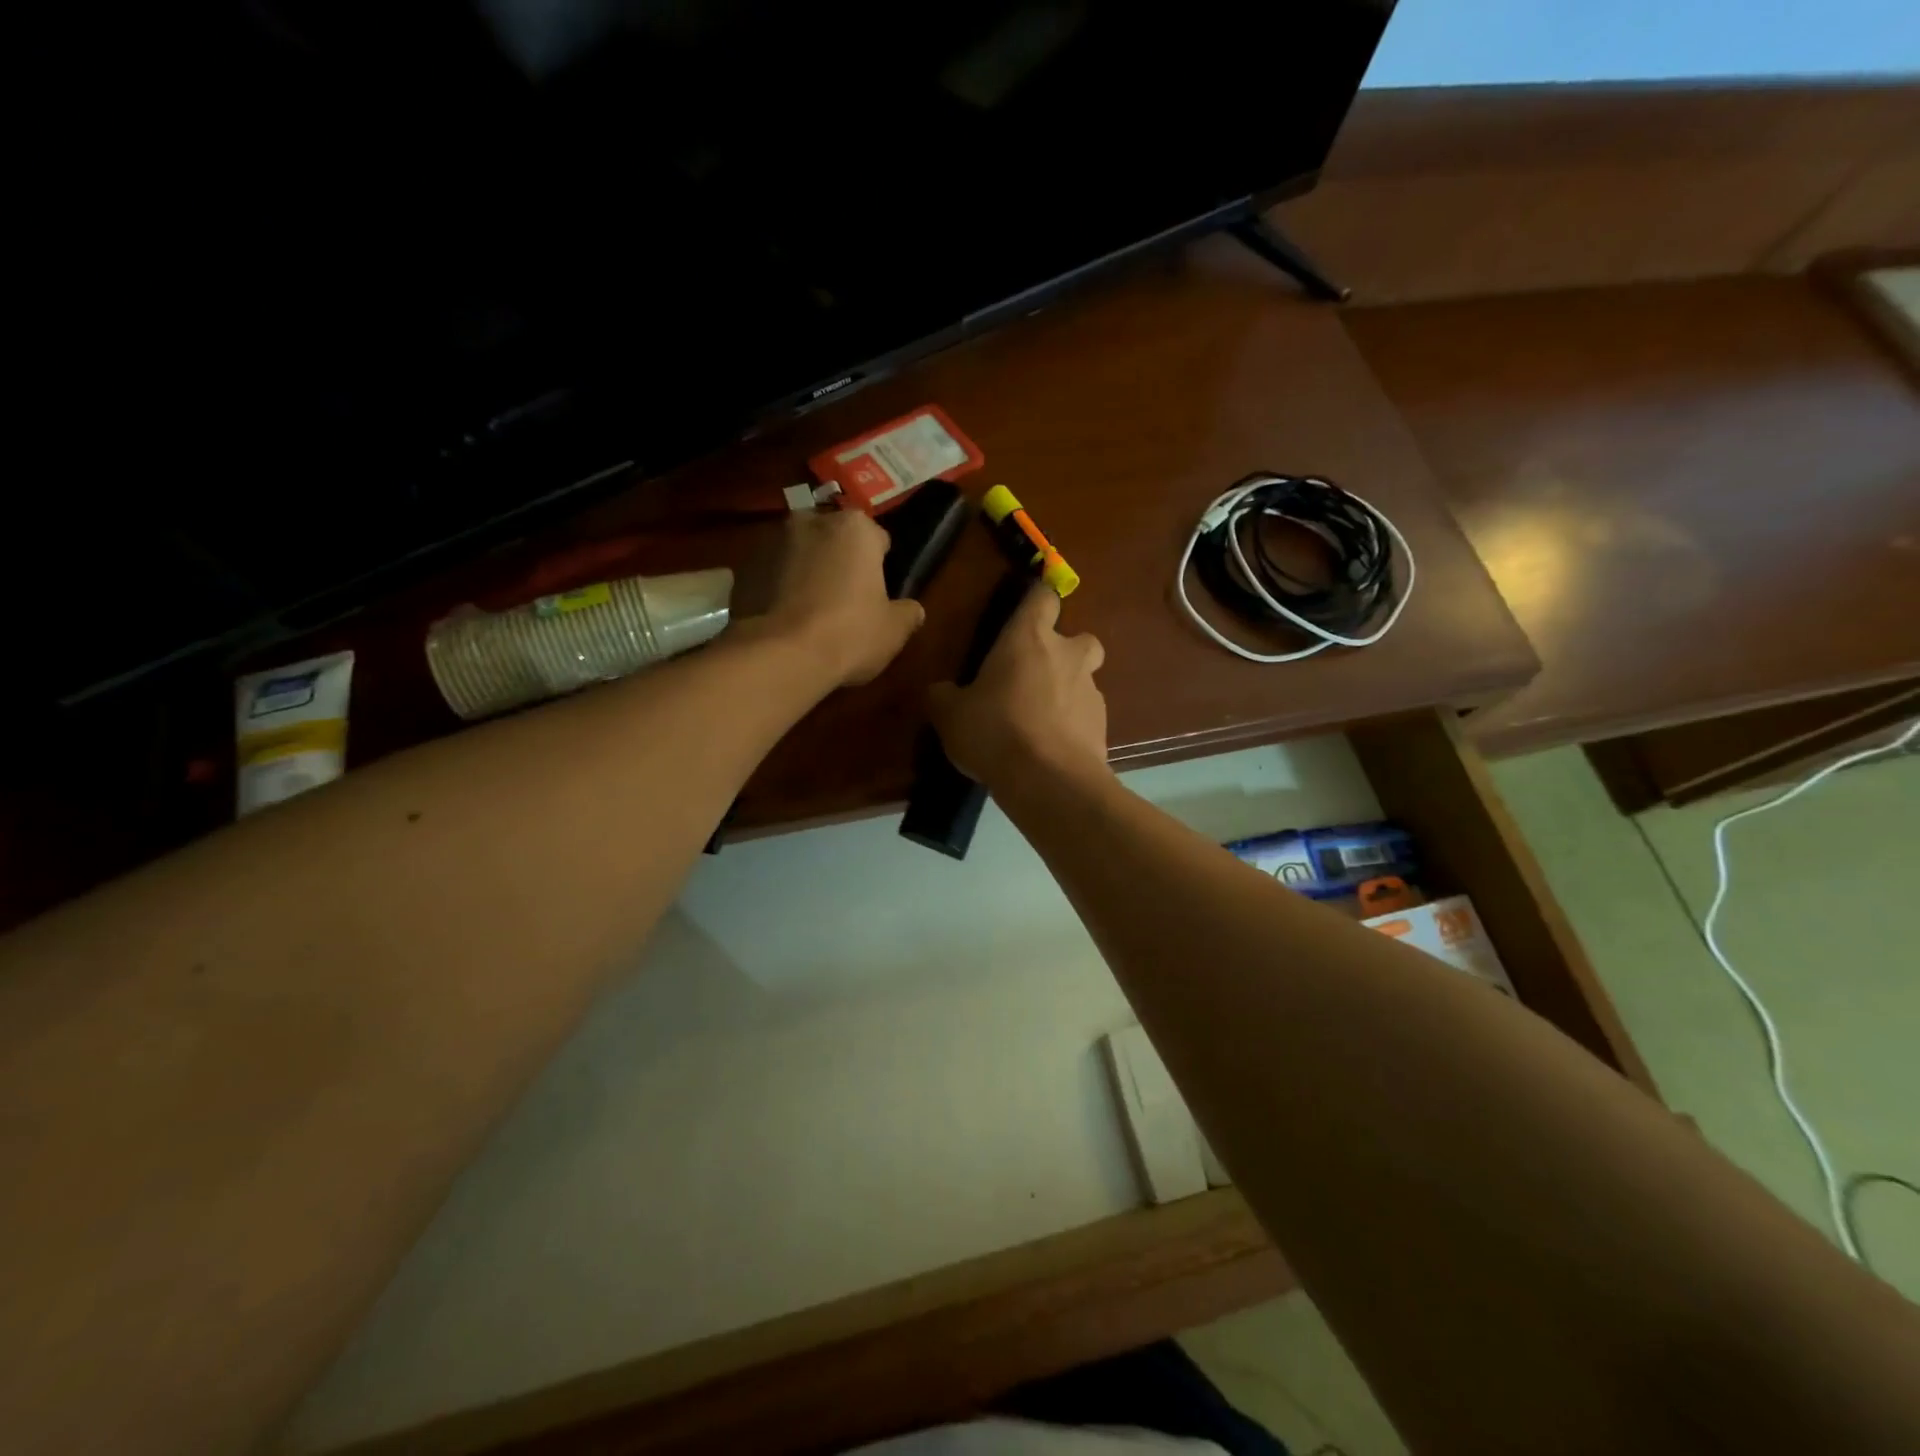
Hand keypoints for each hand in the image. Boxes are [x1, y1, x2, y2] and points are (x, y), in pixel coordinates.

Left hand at [762, 509, 924, 686]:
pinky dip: (778, 590)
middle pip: (833, 540)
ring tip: (811, 614)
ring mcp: (770, 542)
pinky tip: (786, 622)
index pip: (877, 539)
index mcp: (854, 527)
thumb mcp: (894, 630)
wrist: (780, 655)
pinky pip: (771, 576)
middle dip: (839, 562)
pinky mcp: (742, 569)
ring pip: (799, 555)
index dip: (880, 566)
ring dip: (806, 573)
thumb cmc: (849, 633)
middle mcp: (810, 521)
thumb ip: (908, 613)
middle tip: (845, 601)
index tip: (878, 592)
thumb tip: (913, 610)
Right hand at [928, 585, 1107, 788]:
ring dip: (1068, 693)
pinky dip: (1074, 727)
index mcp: (1029, 639)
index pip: (1043, 598)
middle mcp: (1067, 656)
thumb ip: (943, 696)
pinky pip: (1088, 718)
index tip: (1024, 617)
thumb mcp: (950, 715)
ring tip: (1041, 722)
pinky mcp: (1103, 727)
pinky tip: (1052, 750)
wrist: (1048, 780)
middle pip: (1081, 638)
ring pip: (1086, 681)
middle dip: (1065, 652)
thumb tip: (939, 692)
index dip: (1036, 603)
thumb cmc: (995, 731)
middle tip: (1037, 676)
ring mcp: (1091, 692)